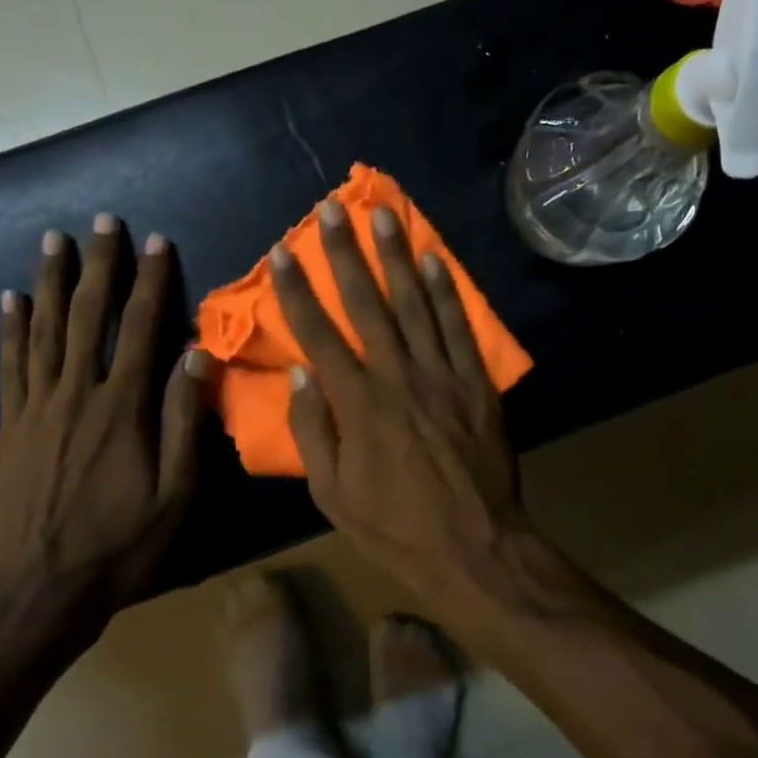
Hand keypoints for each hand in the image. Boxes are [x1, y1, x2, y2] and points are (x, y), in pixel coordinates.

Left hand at [0, 214, 209, 618]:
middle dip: (98, 265)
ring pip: (44, 331)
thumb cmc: (121, 544)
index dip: (150, 282)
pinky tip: (9, 299)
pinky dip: (10, 329)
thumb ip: (185, 421)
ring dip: (51, 281)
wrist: (39, 591)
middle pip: (88, 316)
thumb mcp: (175, 492)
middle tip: (102, 221)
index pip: (140, 329)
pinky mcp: (10, 426)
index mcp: (122, 408)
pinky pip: (10, 366)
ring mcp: (37, 408)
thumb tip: (197, 357)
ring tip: (53, 240)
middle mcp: (77, 394)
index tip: (156, 242)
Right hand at [270, 199, 527, 606]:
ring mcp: (443, 376)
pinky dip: (448, 291)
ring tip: (383, 215)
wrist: (473, 548)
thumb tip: (300, 376)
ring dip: (397, 256)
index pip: (319, 335)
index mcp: (358, 405)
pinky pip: (460, 328)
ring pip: (416, 304)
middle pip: (367, 305)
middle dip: (345, 254)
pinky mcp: (476, 384)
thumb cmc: (395, 527)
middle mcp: (398, 377)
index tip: (281, 253)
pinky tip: (435, 258)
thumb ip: (312, 433)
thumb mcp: (333, 496)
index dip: (297, 292)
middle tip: (332, 210)